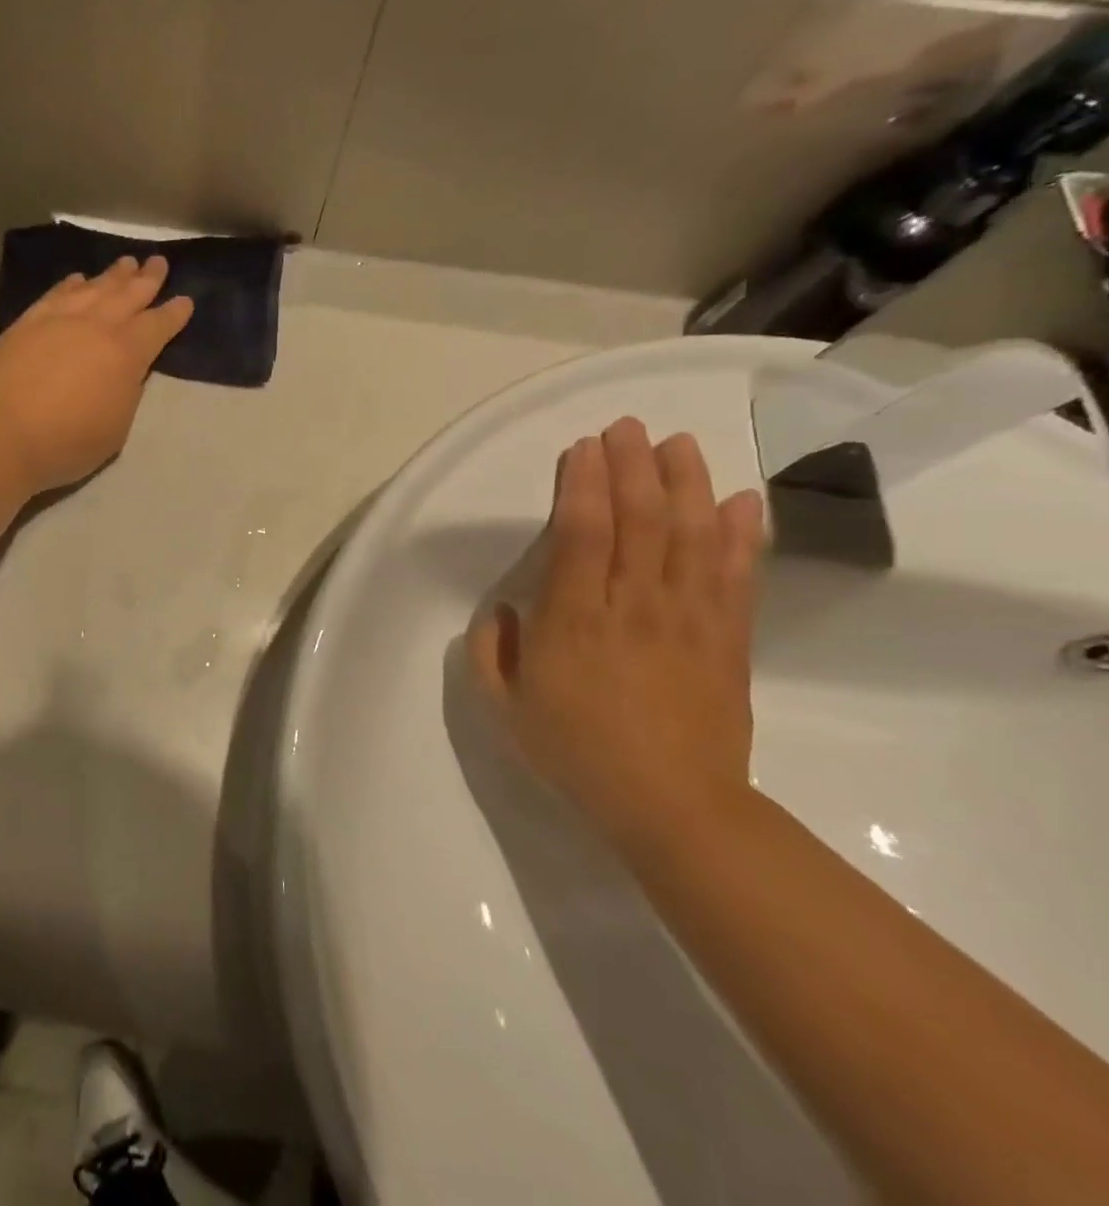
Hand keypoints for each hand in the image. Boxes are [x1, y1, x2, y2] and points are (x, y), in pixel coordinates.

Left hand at [0, 254, 193, 494]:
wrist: (0, 436)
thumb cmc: (66, 443)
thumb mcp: (116, 428)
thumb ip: (126, 393)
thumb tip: (126, 372)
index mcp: (125, 354)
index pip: (157, 326)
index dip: (173, 314)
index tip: (185, 301)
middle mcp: (95, 326)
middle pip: (127, 295)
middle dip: (147, 279)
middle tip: (159, 262)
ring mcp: (58, 320)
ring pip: (93, 288)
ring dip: (113, 275)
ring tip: (126, 262)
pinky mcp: (26, 324)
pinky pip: (55, 294)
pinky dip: (71, 284)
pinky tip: (77, 279)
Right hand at [469, 418, 765, 854]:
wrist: (672, 807)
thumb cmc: (575, 753)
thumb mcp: (502, 708)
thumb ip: (492, 651)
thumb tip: (505, 610)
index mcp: (573, 620)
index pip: (582, 534)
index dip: (583, 484)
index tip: (582, 449)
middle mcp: (633, 606)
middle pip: (640, 520)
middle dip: (631, 466)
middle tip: (626, 427)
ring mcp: (688, 620)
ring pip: (691, 535)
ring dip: (686, 483)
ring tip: (678, 443)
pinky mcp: (728, 640)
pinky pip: (737, 576)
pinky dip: (742, 535)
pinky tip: (741, 500)